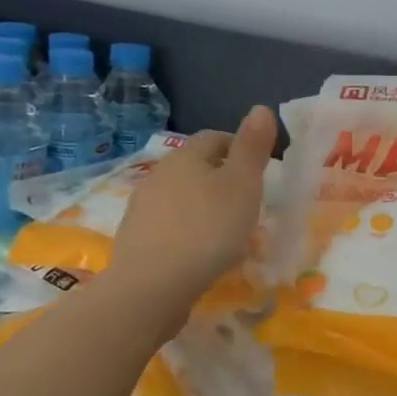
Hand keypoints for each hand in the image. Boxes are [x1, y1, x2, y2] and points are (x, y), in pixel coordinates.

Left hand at [107, 107, 276, 314]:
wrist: (151, 288)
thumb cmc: (207, 230)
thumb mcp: (243, 184)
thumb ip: (253, 146)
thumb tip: (260, 108)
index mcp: (186, 156)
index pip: (215, 137)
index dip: (240, 147)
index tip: (261, 170)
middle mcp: (159, 174)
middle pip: (196, 167)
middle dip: (222, 178)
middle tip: (248, 201)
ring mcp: (142, 208)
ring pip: (181, 197)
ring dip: (203, 206)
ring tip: (227, 231)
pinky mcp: (135, 240)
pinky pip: (169, 226)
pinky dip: (187, 231)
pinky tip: (200, 253)